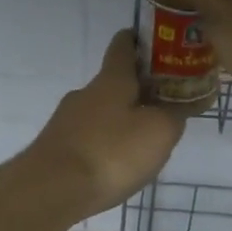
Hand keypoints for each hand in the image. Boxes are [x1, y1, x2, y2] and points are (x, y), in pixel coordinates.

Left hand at [21, 30, 183, 219]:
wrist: (50, 190)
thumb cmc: (111, 153)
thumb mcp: (159, 132)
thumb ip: (175, 114)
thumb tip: (181, 104)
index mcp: (111, 80)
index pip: (124, 45)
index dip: (142, 40)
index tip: (163, 46)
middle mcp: (85, 94)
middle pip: (115, 82)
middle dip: (140, 90)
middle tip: (167, 105)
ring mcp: (66, 121)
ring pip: (101, 112)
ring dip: (123, 120)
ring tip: (145, 142)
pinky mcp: (56, 148)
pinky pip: (89, 138)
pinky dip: (106, 144)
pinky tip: (116, 164)